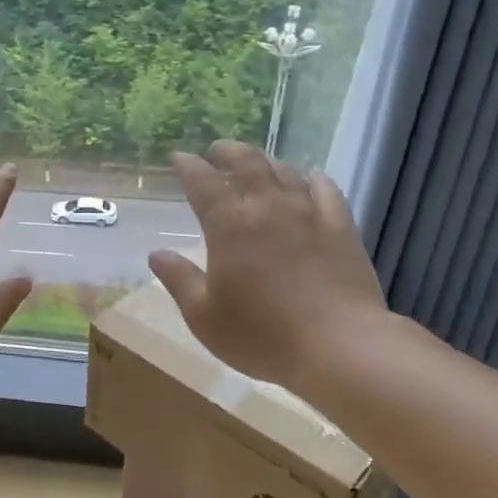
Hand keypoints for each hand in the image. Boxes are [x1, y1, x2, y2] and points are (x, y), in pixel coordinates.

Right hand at [148, 140, 387, 388]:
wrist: (339, 346)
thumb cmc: (262, 335)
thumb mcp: (204, 316)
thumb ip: (179, 280)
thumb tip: (156, 254)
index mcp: (229, 225)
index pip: (202, 181)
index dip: (188, 165)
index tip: (179, 158)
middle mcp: (267, 207)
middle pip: (246, 162)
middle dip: (227, 151)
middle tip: (216, 151)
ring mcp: (308, 213)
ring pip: (284, 171)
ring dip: (265, 162)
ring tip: (256, 165)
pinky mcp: (341, 227)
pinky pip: (325, 188)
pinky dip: (311, 177)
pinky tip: (309, 179)